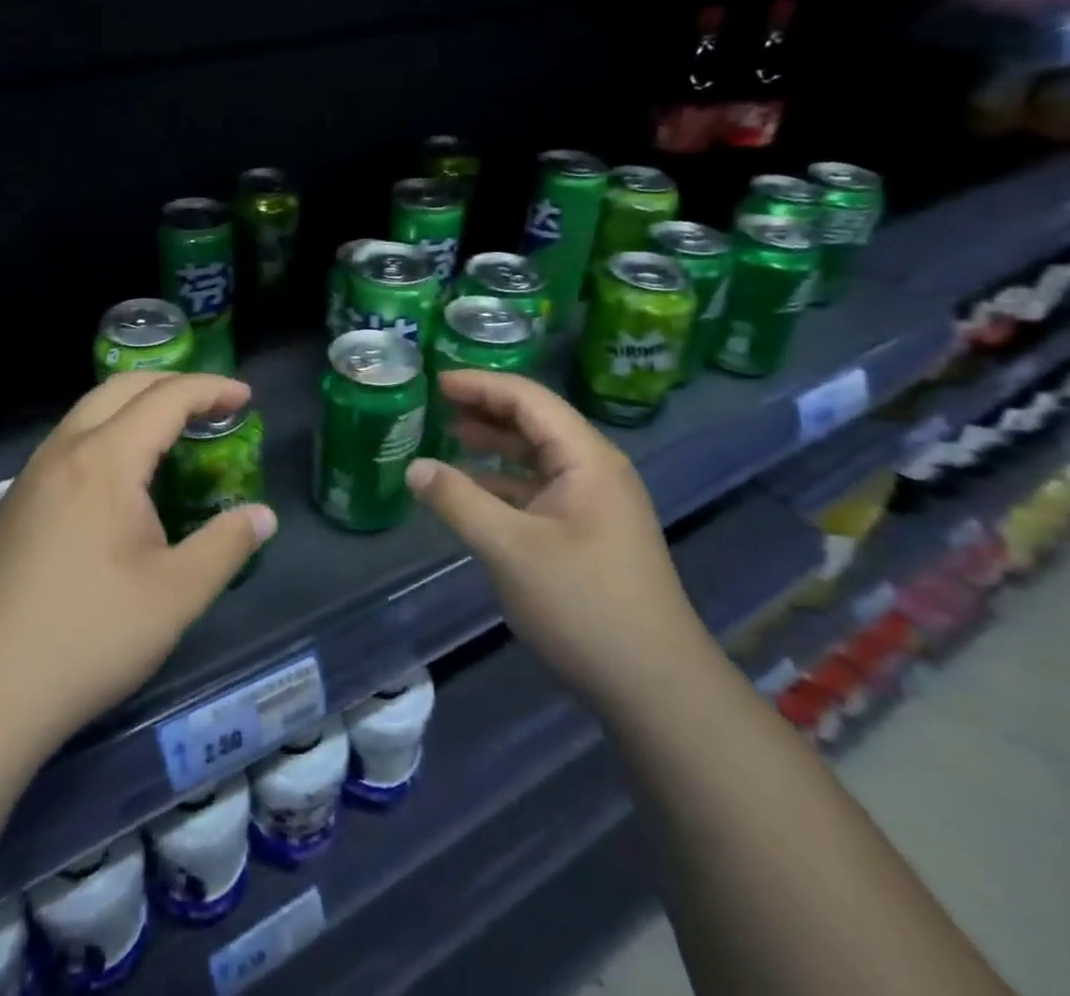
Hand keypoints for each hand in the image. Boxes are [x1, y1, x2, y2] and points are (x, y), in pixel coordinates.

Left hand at [0, 372, 277, 753]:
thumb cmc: (89, 636)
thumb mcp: (176, 595)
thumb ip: (226, 545)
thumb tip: (263, 516)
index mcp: (105, 460)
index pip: (165, 399)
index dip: (210, 390)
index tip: (245, 398)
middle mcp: (65, 451)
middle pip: (121, 388)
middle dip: (172, 384)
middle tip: (214, 404)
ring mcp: (33, 475)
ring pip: (89, 411)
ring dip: (136, 404)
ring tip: (173, 430)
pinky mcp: (17, 502)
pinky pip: (70, 440)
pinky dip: (108, 430)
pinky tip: (121, 474)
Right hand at [407, 370, 716, 707]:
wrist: (656, 689)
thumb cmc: (583, 605)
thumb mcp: (509, 549)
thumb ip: (458, 501)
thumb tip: (413, 466)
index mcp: (587, 459)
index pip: (529, 399)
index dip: (481, 385)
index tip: (436, 381)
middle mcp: (595, 470)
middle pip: (535, 422)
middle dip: (486, 408)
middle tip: (436, 404)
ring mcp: (595, 503)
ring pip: (538, 456)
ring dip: (495, 443)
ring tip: (449, 436)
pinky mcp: (588, 533)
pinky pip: (539, 489)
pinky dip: (504, 481)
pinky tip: (473, 491)